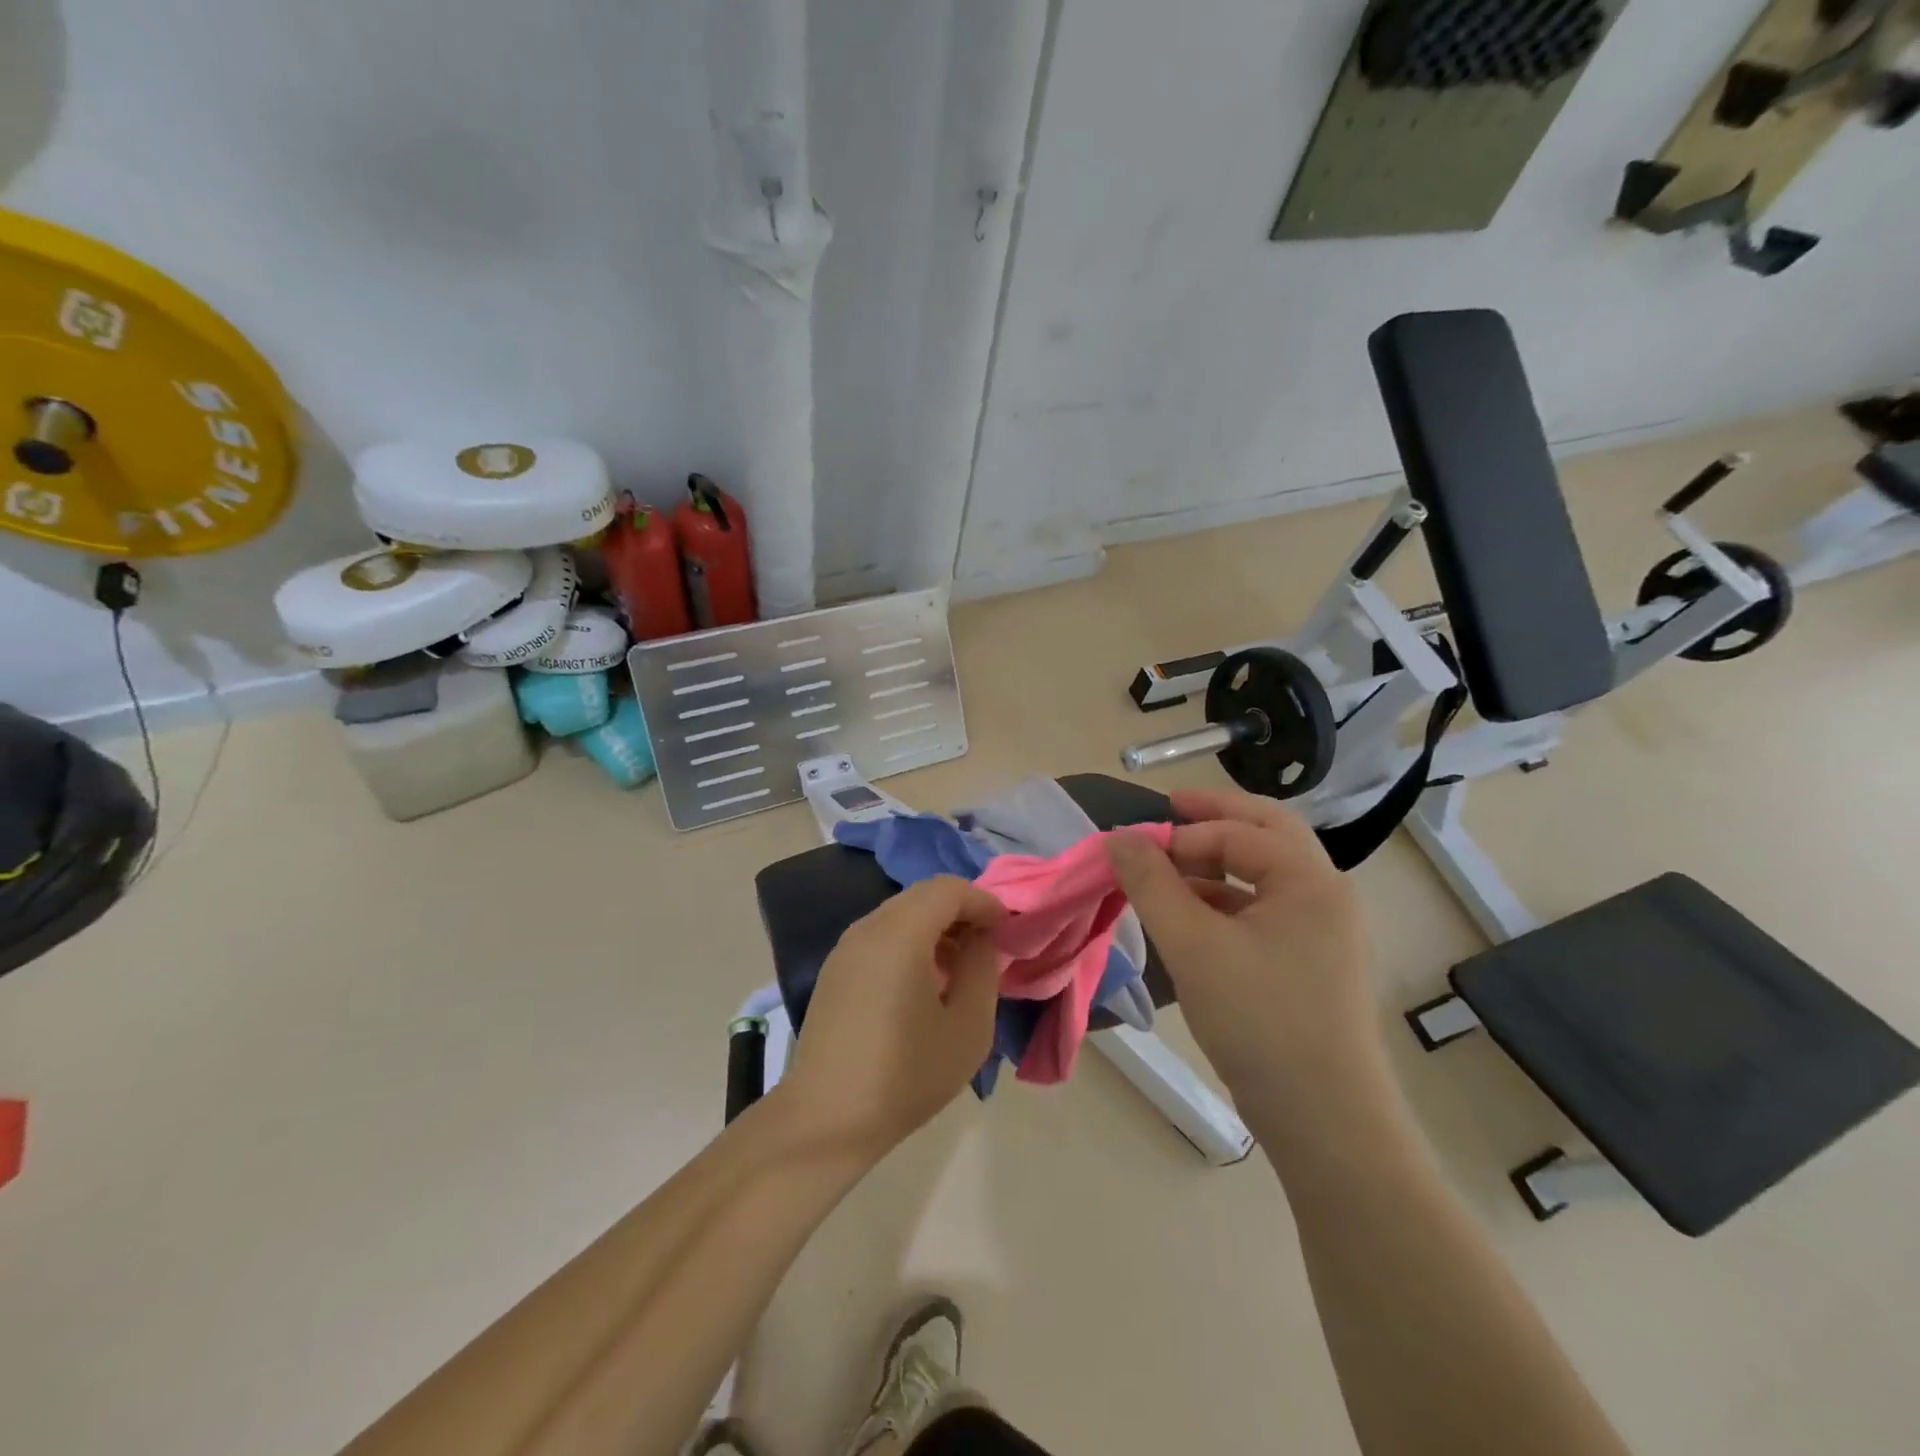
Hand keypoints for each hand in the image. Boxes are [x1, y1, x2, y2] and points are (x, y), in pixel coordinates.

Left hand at [777, 876, 1003, 1161]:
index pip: (948, 889)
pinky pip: (881, 935)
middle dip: (961, 910)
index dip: (983, 901)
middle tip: (987, 943)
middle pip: (923, 896)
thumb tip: (981, 938)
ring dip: (935, 926)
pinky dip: (910, 940)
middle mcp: (868, 928)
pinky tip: (923, 981)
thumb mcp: (967, 1028)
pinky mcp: (835, 969)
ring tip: (959, 966)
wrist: (825, 1119)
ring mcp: (846, 947)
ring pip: (900, 913)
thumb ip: (982, 969)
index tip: (1007, 928)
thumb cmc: (905, 1075)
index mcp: (900, 934)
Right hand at [1106, 789, 1379, 1109]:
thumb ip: (1152, 884)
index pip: (1238, 832)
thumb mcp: (1193, 946)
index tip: (1132, 845)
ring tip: (1168, 869)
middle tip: (1169, 809)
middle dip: (1216, 818)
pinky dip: (1226, 900)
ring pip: (1266, 873)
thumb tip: (1117, 837)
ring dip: (1218, 861)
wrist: (1326, 1123)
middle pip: (1267, 834)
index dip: (1181, 833)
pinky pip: (1265, 910)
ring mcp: (1324, 931)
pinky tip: (1191, 917)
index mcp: (1309, 880)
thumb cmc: (1260, 1022)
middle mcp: (1325, 895)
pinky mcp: (1312, 963)